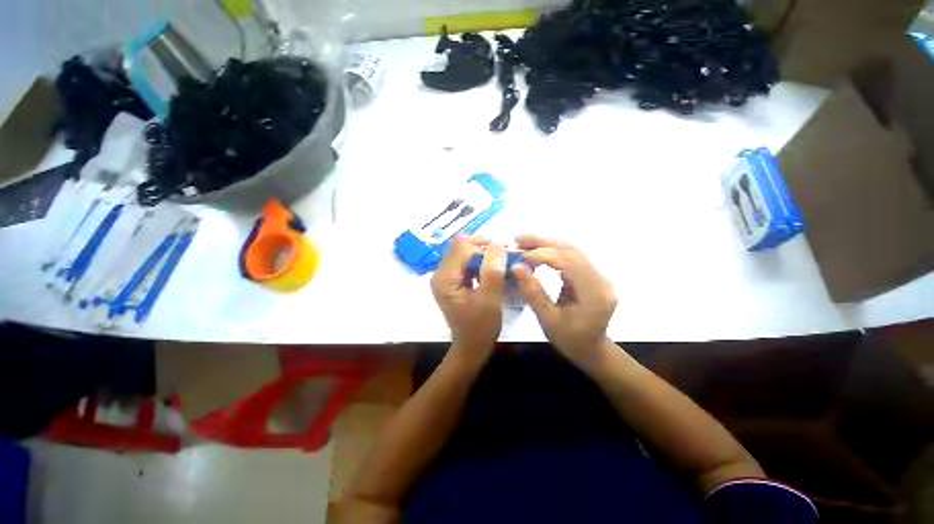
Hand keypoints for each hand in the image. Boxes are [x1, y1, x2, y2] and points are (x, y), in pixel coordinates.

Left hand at [431, 235, 506, 356]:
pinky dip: (479, 261)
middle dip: (483, 247)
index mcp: (445, 278)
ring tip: (499, 262)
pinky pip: (465, 261)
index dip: (485, 249)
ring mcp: (445, 276)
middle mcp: (440, 273)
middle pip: (460, 245)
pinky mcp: (452, 280)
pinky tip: (490, 270)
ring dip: (482, 253)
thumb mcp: (490, 300)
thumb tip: (497, 244)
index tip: (504, 256)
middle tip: (503, 256)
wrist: (471, 347)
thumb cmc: (481, 327)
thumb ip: (492, 271)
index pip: (463, 248)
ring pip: (463, 251)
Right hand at [511, 234, 617, 367]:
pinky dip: (552, 251)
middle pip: (572, 250)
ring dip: (547, 243)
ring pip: (572, 249)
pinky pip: (572, 256)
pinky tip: (537, 251)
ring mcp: (599, 276)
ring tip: (523, 241)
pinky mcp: (592, 275)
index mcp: (594, 294)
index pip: (569, 262)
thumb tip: (517, 266)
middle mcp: (601, 280)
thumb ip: (533, 292)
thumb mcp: (547, 320)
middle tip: (518, 238)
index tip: (519, 256)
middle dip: (543, 242)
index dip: (542, 255)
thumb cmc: (569, 340)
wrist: (591, 349)